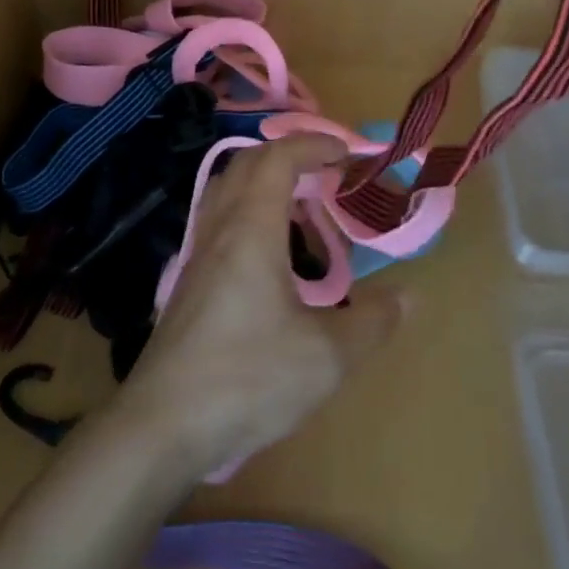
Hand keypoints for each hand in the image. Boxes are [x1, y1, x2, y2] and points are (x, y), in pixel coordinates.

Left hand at [110, 135, 404, 479]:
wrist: (162, 424)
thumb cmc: (247, 377)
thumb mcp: (325, 357)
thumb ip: (370, 322)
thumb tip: (407, 297)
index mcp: (251, 228)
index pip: (278, 158)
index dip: (313, 144)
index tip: (346, 153)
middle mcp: (219, 228)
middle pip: (248, 164)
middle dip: (288, 155)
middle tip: (325, 174)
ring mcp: (197, 253)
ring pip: (226, 190)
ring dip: (263, 182)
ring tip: (300, 209)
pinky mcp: (187, 281)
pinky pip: (218, 220)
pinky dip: (247, 212)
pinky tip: (269, 257)